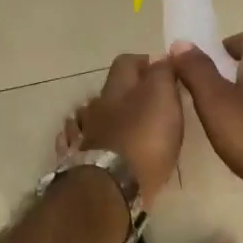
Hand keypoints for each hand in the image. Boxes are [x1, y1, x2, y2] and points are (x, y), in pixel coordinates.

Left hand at [76, 53, 183, 200]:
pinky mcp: (79, 161)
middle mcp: (97, 107)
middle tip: (150, 102)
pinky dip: (86, 138)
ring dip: (105, 115)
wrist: (111, 186)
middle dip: (126, 91)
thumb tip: (162, 56)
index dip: (145, 62)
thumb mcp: (162, 98)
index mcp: (117, 89)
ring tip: (123, 124)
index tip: (164, 71)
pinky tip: (92, 142)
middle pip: (109, 90)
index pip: (127, 62)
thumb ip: (163, 74)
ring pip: (90, 115)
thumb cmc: (143, 139)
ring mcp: (84, 134)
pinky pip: (78, 141)